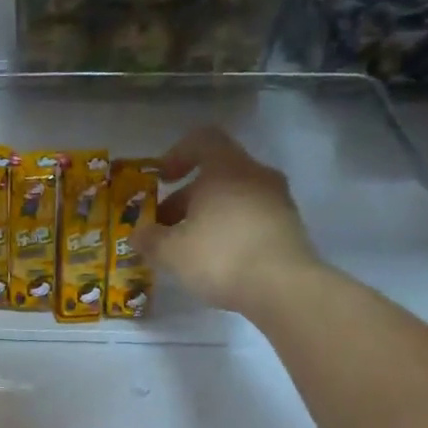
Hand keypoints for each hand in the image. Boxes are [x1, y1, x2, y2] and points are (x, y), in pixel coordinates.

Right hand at [132, 126, 325, 320]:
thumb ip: (149, 239)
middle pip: (216, 174)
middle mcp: (256, 175)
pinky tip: (217, 260)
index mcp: (226, 168)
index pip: (202, 140)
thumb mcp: (171, 252)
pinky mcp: (289, 227)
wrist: (284, 288)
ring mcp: (277, 201)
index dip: (177, 155)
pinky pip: (251, 218)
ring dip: (207, 216)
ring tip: (188, 249)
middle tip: (165, 228)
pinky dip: (230, 231)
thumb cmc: (220, 256)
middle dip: (186, 199)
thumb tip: (138, 234)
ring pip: (234, 198)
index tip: (162, 180)